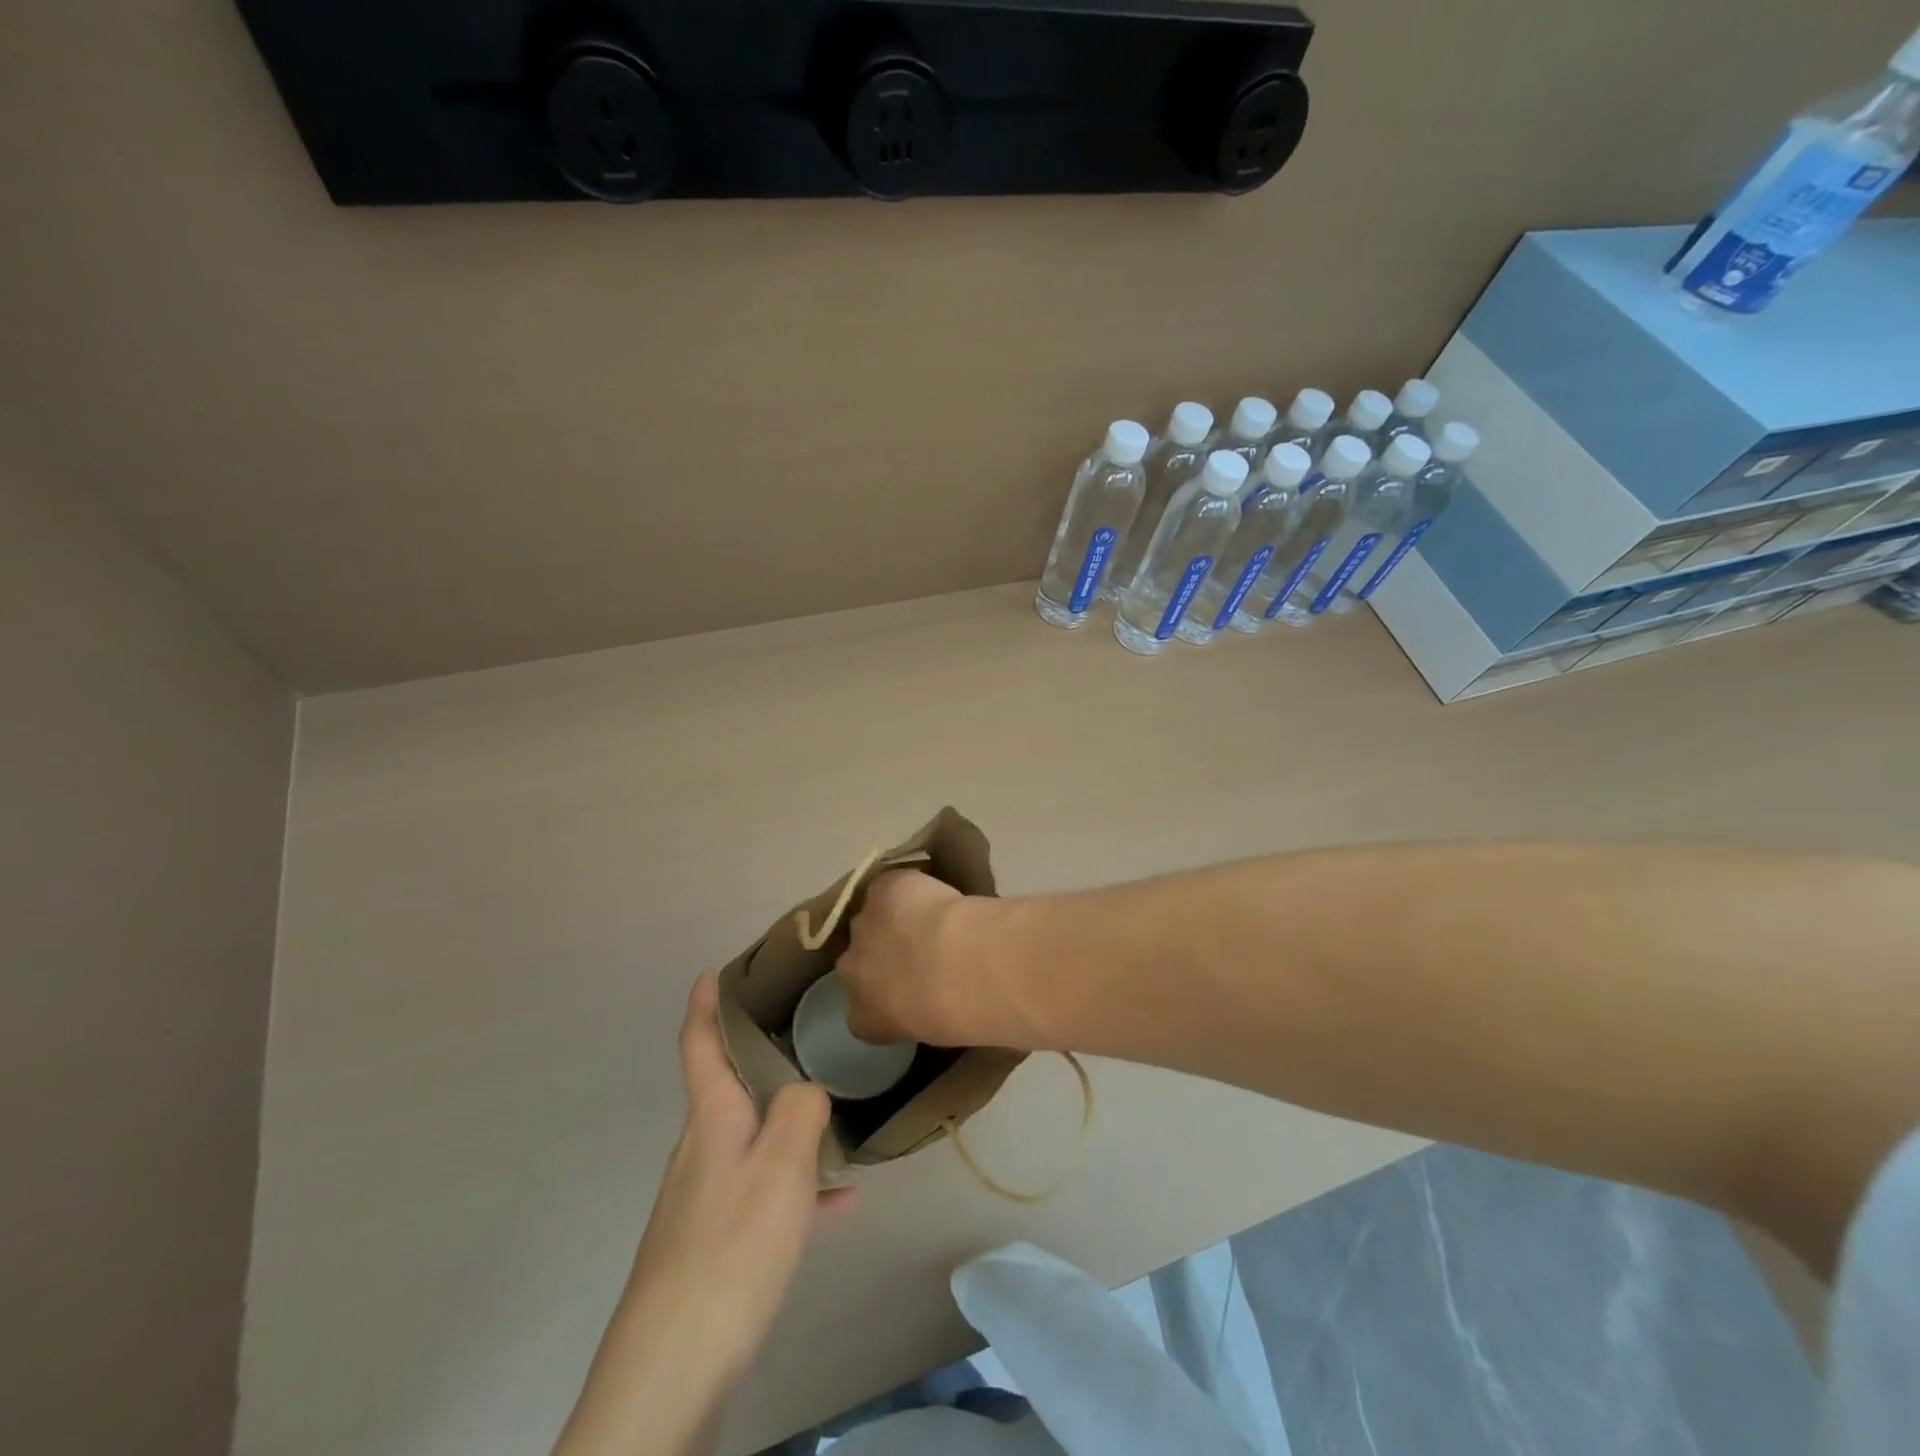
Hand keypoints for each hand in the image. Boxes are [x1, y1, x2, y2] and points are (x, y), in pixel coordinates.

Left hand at [555, 973, 855, 1455]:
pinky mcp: (714, 1242)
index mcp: (711, 1119)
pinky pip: (762, 1192)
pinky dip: (796, 1185)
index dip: (704, 1003)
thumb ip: (801, 1110)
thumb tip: (807, 1087)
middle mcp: (701, 1149)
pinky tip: (840, 1201)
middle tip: (799, 1028)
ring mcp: (703, 1197)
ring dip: (786, 1120)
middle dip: (755, 1054)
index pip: (699, 1043)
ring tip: (835, 1109)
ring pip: (751, 1137)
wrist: (672, 1370)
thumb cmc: (730, 1248)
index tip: (712, 970)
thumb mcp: (782, 1166)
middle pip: (726, 1086)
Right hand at [839, 869, 967, 1045]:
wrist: (958, 965)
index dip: (881, 992)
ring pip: (872, 917)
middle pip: (857, 957)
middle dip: (880, 952)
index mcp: (862, 1016)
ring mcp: (862, 925)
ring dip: (892, 918)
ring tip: (928, 917)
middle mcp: (851, 969)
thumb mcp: (930, 1029)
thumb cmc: (954, 1012)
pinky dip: (906, 888)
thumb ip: (916, 1012)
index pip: (860, 1008)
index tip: (906, 987)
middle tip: (918, 949)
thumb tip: (927, 998)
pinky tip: (929, 891)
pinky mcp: (880, 890)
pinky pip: (889, 887)